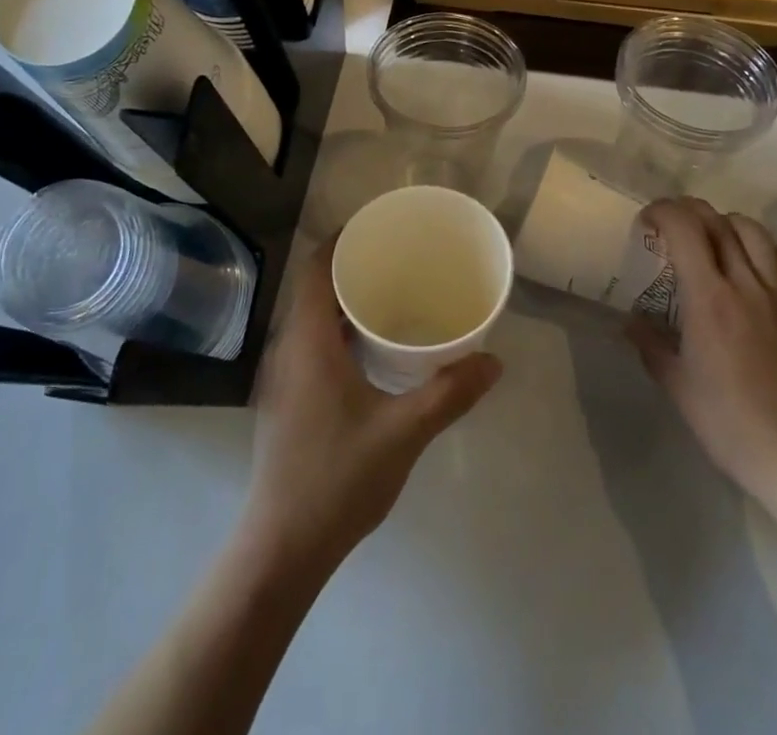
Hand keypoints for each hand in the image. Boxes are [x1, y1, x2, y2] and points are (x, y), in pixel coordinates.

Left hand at [242, 239, 501, 573]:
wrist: (282, 548)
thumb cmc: (338, 478)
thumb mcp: (403, 432)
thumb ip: (449, 393)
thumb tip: (493, 361)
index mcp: (307, 340)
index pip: (317, 267)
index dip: (344, 240)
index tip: (381, 228)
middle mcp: (288, 347)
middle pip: (316, 287)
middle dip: (354, 267)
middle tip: (400, 260)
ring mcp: (283, 375)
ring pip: (313, 317)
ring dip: (346, 301)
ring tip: (393, 296)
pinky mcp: (287, 399)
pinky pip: (311, 342)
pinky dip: (339, 329)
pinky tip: (372, 349)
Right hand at [629, 198, 776, 503]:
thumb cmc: (725, 420)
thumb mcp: (674, 383)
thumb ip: (650, 343)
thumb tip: (631, 321)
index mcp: (708, 296)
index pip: (685, 228)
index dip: (662, 212)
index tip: (647, 221)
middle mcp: (744, 283)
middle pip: (717, 222)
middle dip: (689, 210)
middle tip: (671, 222)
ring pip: (754, 233)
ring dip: (726, 223)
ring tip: (713, 235)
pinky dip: (766, 249)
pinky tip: (755, 261)